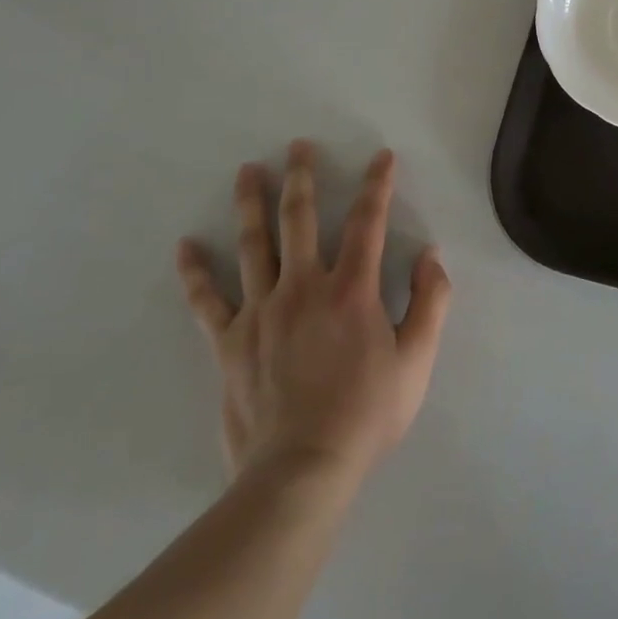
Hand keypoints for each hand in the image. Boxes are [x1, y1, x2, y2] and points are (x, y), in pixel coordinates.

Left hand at [175, 141, 451, 480]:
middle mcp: (304, 287)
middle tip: (298, 146)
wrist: (301, 472)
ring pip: (254, 244)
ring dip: (251, 203)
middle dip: (302, 178)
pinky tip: (186, 247)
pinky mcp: (230, 343)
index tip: (381, 157)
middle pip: (299, 219)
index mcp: (351, 290)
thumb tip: (429, 255)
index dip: (377, 185)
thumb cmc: (366, 415)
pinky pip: (208, 301)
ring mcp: (261, 312)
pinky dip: (196, 273)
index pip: (367, 221)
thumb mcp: (417, 360)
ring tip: (247, 171)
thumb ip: (431, 301)